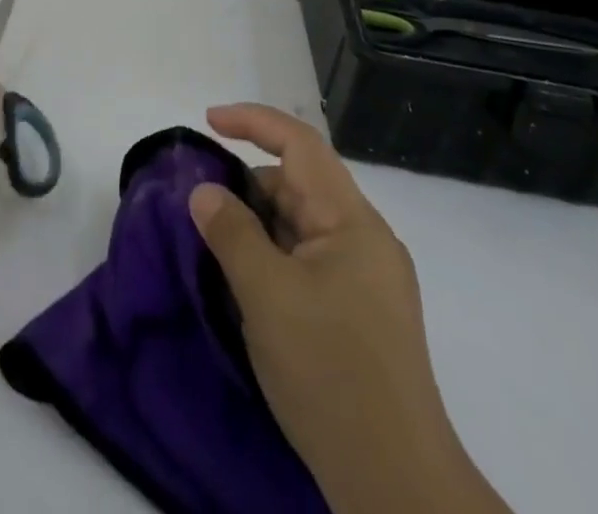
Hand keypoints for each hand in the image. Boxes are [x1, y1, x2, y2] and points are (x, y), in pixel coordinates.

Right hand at [189, 104, 509, 513]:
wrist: (396, 484)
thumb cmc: (329, 372)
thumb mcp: (266, 295)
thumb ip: (231, 232)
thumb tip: (205, 192)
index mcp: (352, 221)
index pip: (301, 144)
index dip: (253, 122)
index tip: (209, 121)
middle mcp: (365, 239)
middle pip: (300, 185)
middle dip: (249, 186)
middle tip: (202, 209)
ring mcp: (368, 279)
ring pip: (302, 226)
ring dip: (259, 226)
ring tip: (217, 251)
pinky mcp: (362, 314)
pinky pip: (309, 261)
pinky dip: (274, 258)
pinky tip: (249, 286)